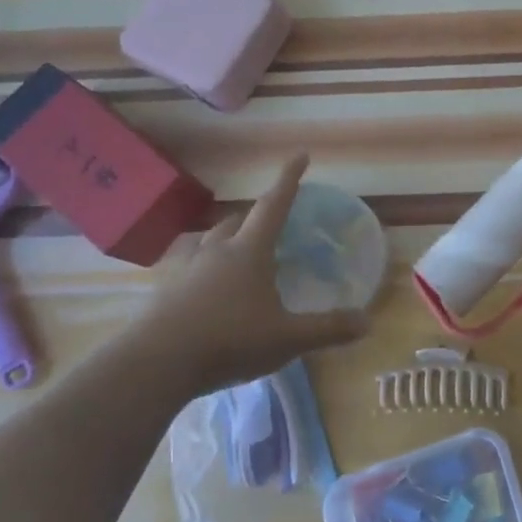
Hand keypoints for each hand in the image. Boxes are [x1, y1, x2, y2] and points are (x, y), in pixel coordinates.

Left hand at [128, 155, 367, 391]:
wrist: (154, 365)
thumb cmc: (228, 340)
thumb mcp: (287, 338)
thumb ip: (328, 329)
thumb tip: (367, 322)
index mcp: (249, 251)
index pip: (274, 205)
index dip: (288, 180)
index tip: (299, 155)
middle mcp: (217, 251)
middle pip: (238, 221)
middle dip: (257, 215)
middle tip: (273, 222)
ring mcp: (187, 271)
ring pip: (211, 243)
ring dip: (229, 241)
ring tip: (240, 255)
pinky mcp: (166, 294)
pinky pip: (192, 270)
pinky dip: (208, 272)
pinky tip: (211, 294)